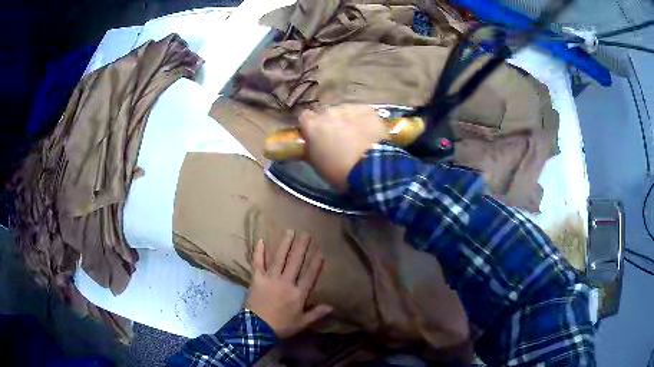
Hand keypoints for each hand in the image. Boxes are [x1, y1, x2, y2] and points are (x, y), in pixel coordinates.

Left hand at [245, 230, 331, 338]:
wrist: (257, 329)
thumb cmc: (281, 326)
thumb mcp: (302, 323)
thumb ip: (316, 313)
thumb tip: (332, 306)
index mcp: (298, 294)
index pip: (309, 275)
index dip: (315, 263)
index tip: (320, 251)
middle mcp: (286, 282)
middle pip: (295, 262)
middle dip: (301, 247)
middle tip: (306, 234)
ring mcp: (270, 279)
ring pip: (279, 259)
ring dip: (285, 245)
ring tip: (290, 231)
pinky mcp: (257, 279)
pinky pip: (258, 264)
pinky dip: (259, 253)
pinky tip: (261, 241)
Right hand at [299, 105, 387, 189]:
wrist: (372, 168)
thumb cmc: (339, 171)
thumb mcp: (316, 164)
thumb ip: (310, 147)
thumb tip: (311, 143)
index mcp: (312, 125)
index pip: (304, 118)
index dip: (310, 126)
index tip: (315, 136)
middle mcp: (328, 112)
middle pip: (325, 113)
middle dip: (329, 123)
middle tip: (337, 138)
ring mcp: (349, 109)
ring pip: (344, 112)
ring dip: (346, 121)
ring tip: (355, 136)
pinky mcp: (367, 110)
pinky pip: (361, 113)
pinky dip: (362, 121)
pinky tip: (368, 133)